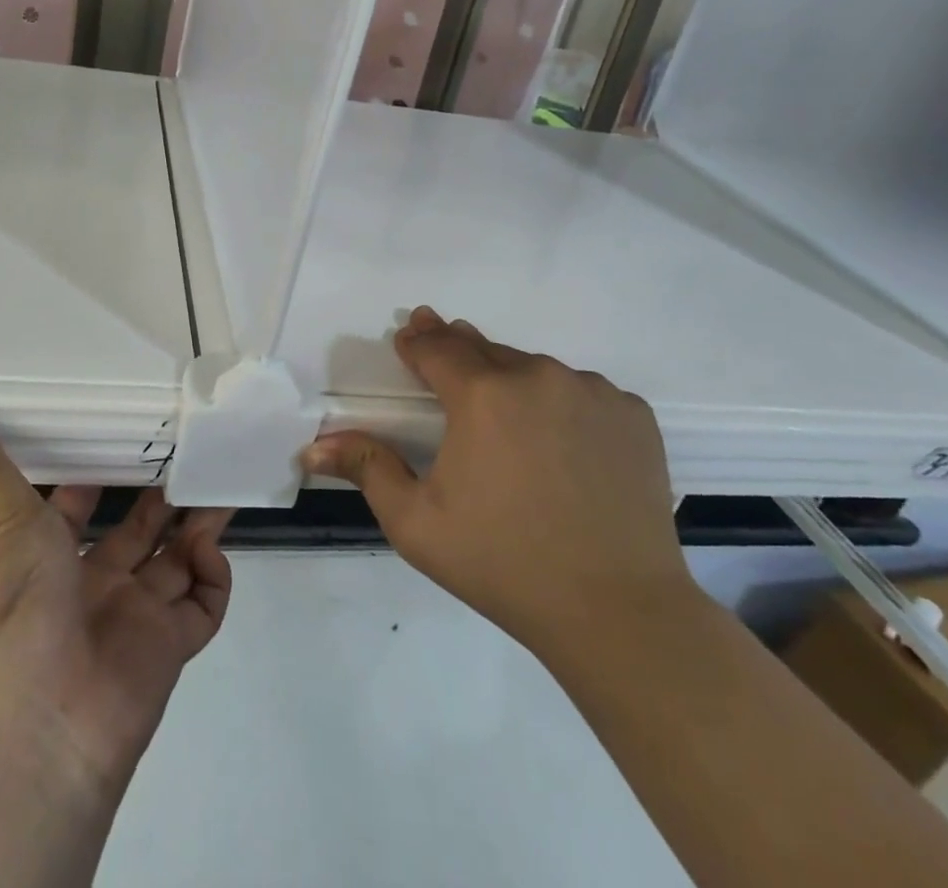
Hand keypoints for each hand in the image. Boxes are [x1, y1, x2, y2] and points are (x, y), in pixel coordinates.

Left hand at [0, 400, 233, 801]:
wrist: (33, 739)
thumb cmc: (13, 614)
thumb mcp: (3, 523)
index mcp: (50, 556)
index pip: (83, 503)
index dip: (106, 470)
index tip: (137, 429)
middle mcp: (93, 584)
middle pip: (140, 527)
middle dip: (166, 490)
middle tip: (196, 445)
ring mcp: (133, 617)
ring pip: (177, 558)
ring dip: (200, 520)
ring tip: (222, 474)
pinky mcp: (169, 649)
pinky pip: (204, 603)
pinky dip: (214, 574)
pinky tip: (205, 548)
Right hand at [302, 306, 690, 651]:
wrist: (618, 613)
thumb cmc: (502, 564)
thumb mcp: (416, 522)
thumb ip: (367, 468)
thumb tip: (314, 445)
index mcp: (483, 394)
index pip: (438, 347)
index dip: (418, 340)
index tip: (408, 335)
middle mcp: (538, 376)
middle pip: (486, 351)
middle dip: (459, 350)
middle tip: (443, 346)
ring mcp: (592, 391)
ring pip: (536, 370)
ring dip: (512, 381)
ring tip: (505, 415)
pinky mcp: (633, 414)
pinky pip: (583, 393)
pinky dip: (563, 404)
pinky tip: (561, 442)